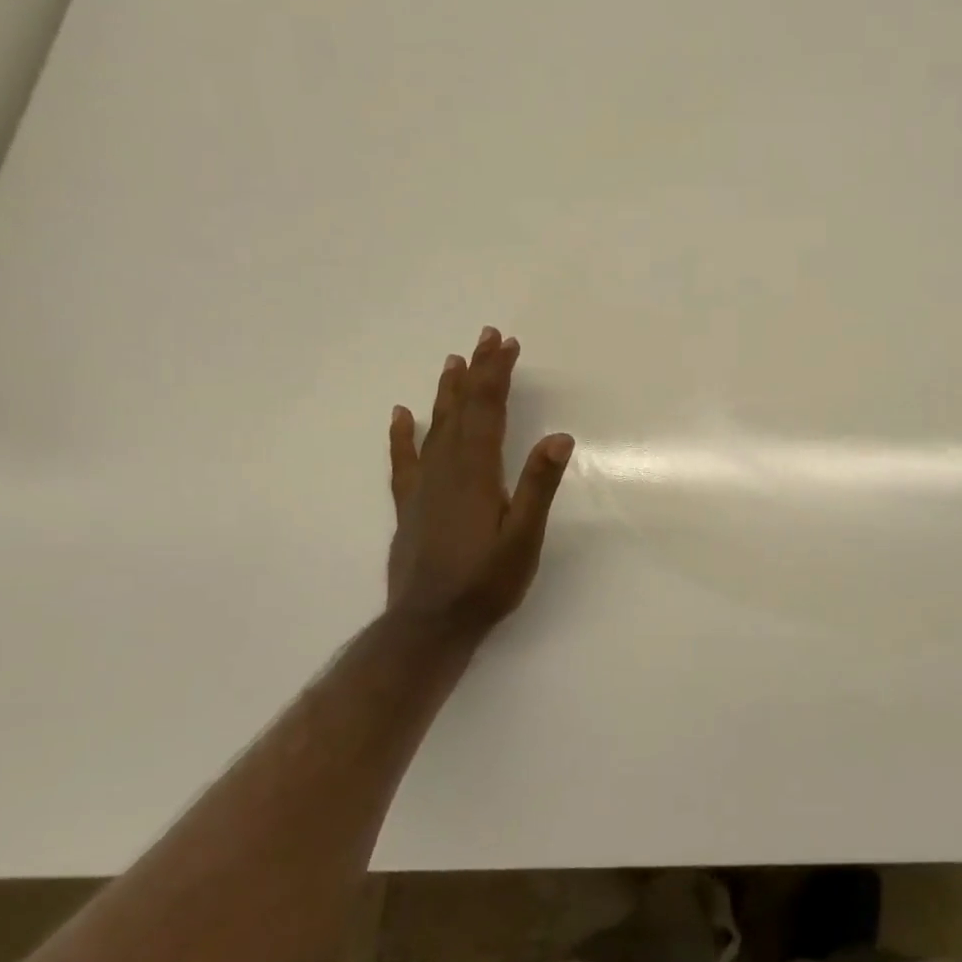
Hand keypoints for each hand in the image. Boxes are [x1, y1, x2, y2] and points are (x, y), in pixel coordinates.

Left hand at [386, 326, 573, 642]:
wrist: (429, 625)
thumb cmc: (485, 583)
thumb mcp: (523, 538)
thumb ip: (538, 486)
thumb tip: (559, 437)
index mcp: (477, 473)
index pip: (487, 410)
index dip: (497, 375)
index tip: (507, 345)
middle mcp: (447, 470)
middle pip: (462, 409)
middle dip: (476, 371)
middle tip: (486, 337)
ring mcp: (424, 486)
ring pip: (435, 427)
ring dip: (446, 392)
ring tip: (453, 361)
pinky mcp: (410, 505)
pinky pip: (405, 460)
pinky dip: (403, 435)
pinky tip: (402, 415)